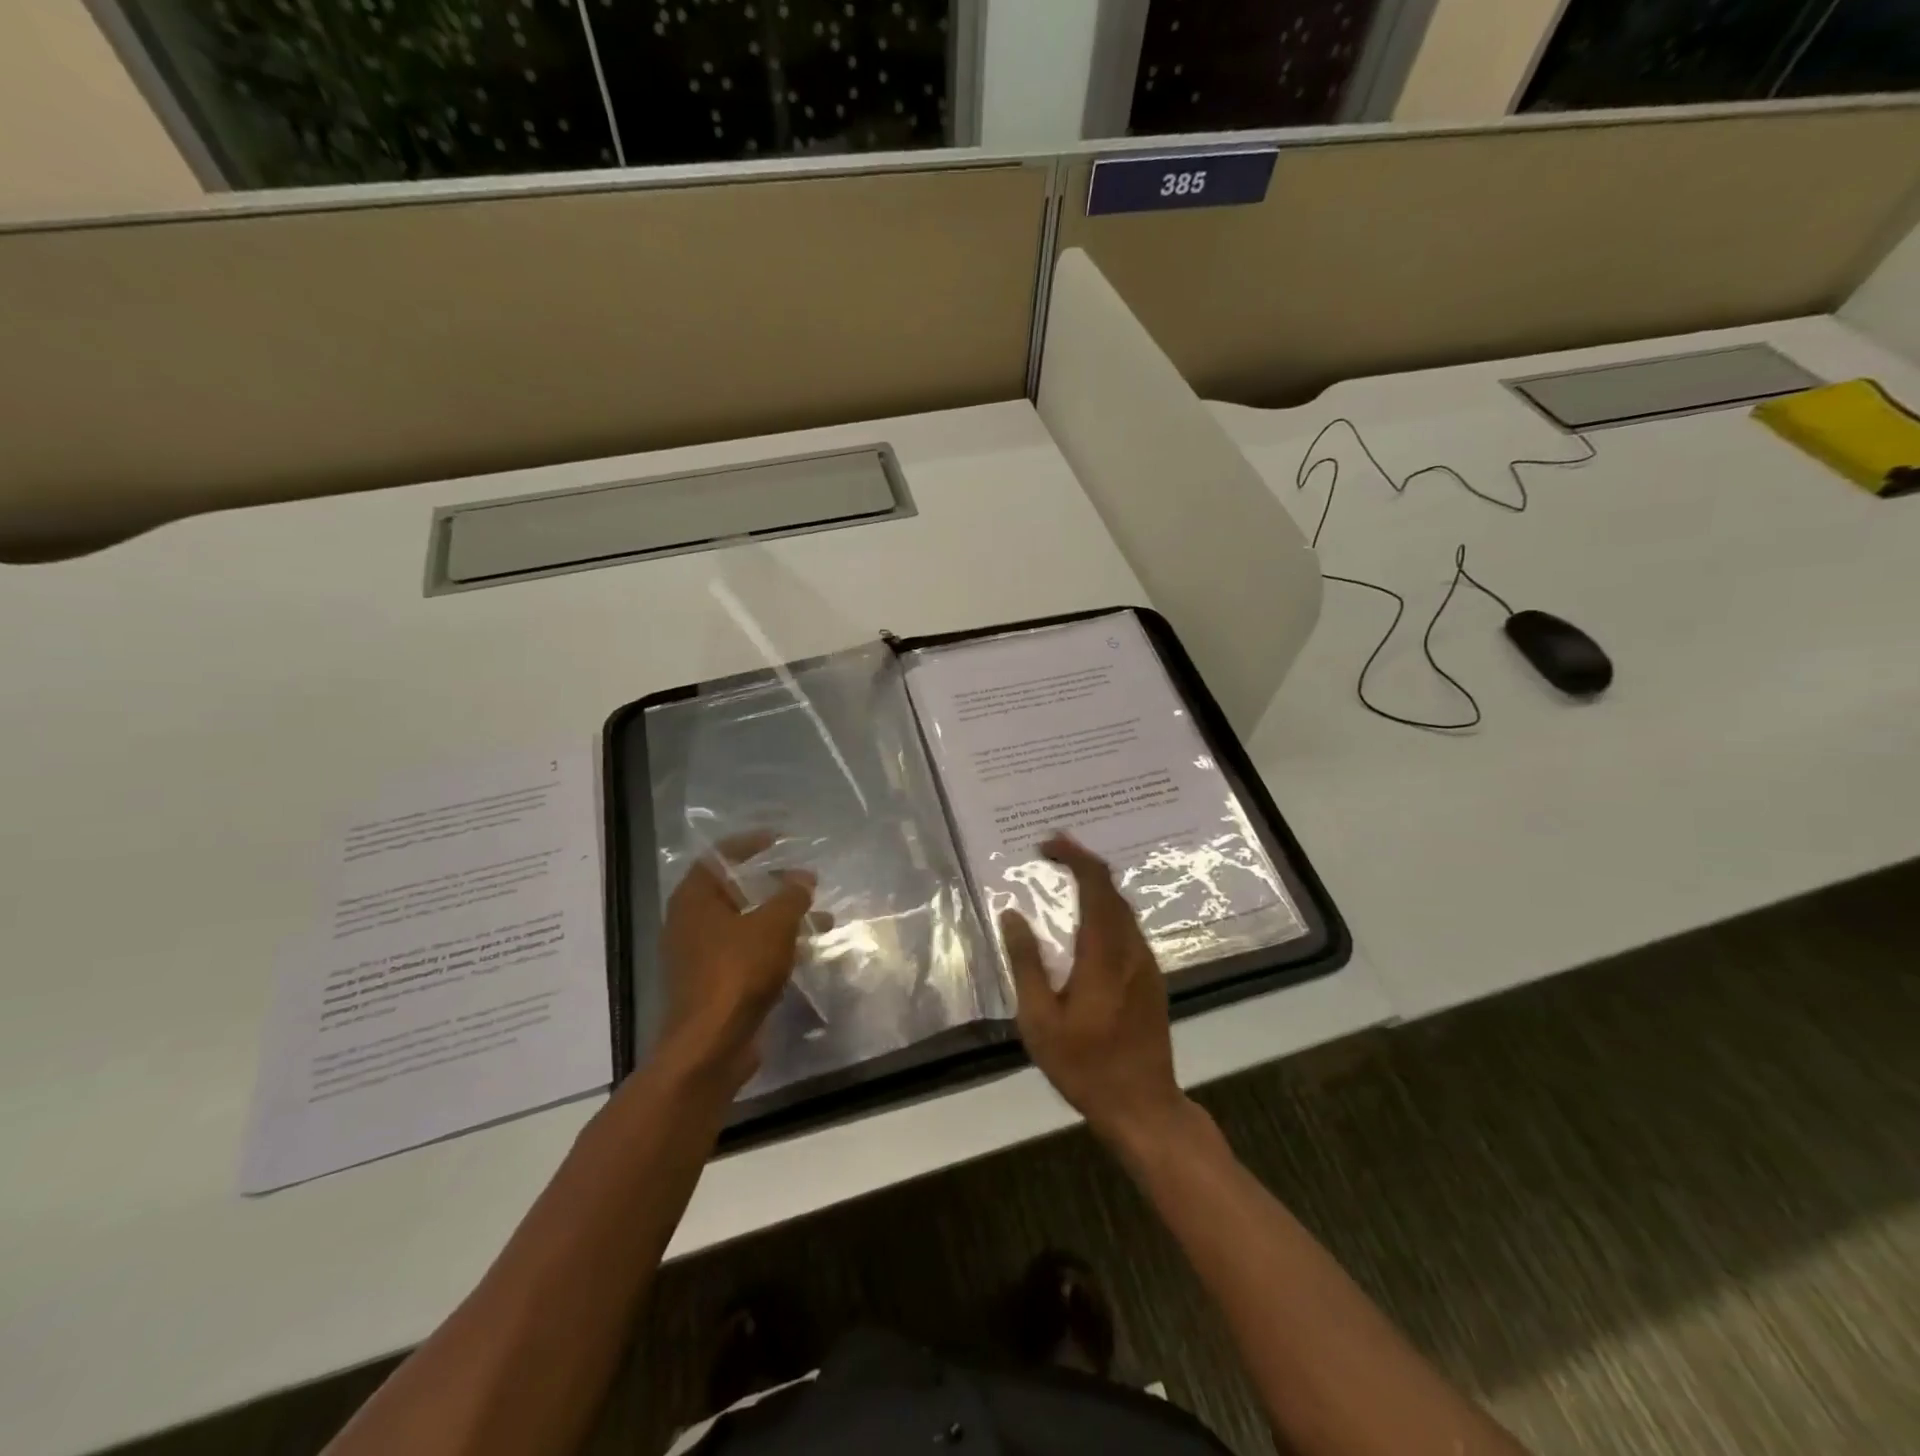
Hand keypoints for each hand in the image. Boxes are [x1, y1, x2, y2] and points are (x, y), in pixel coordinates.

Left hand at [659, 833, 817, 1094]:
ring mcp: (700, 955)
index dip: (749, 844)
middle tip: (804, 880)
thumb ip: (791, 896)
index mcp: (694, 899)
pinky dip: (774, 945)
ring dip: (781, 918)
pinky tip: (806, 950)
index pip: (718, 857)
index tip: (778, 839)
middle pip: (733, 890)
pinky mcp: (714, 983)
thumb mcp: (773, 925)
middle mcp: (690, 923)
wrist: (710, 1046)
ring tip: (820, 917)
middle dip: (772, 884)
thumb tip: (803, 878)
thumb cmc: (737, 972)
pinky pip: (747, 952)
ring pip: (745, 924)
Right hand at [1001, 834, 1185, 1146]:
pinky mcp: (1152, 978)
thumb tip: (1011, 915)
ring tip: (1065, 880)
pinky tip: (1087, 923)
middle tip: (1051, 855)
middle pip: (1112, 889)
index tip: (1046, 846)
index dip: (1074, 856)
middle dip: (1082, 862)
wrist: (1143, 1106)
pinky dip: (1106, 909)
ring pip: (1123, 907)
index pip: (1096, 884)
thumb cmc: (1084, 1066)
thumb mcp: (1039, 1019)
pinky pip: (1128, 927)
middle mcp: (1131, 948)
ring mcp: (1146, 963)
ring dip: (1096, 886)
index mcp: (1103, 953)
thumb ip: (1026, 962)